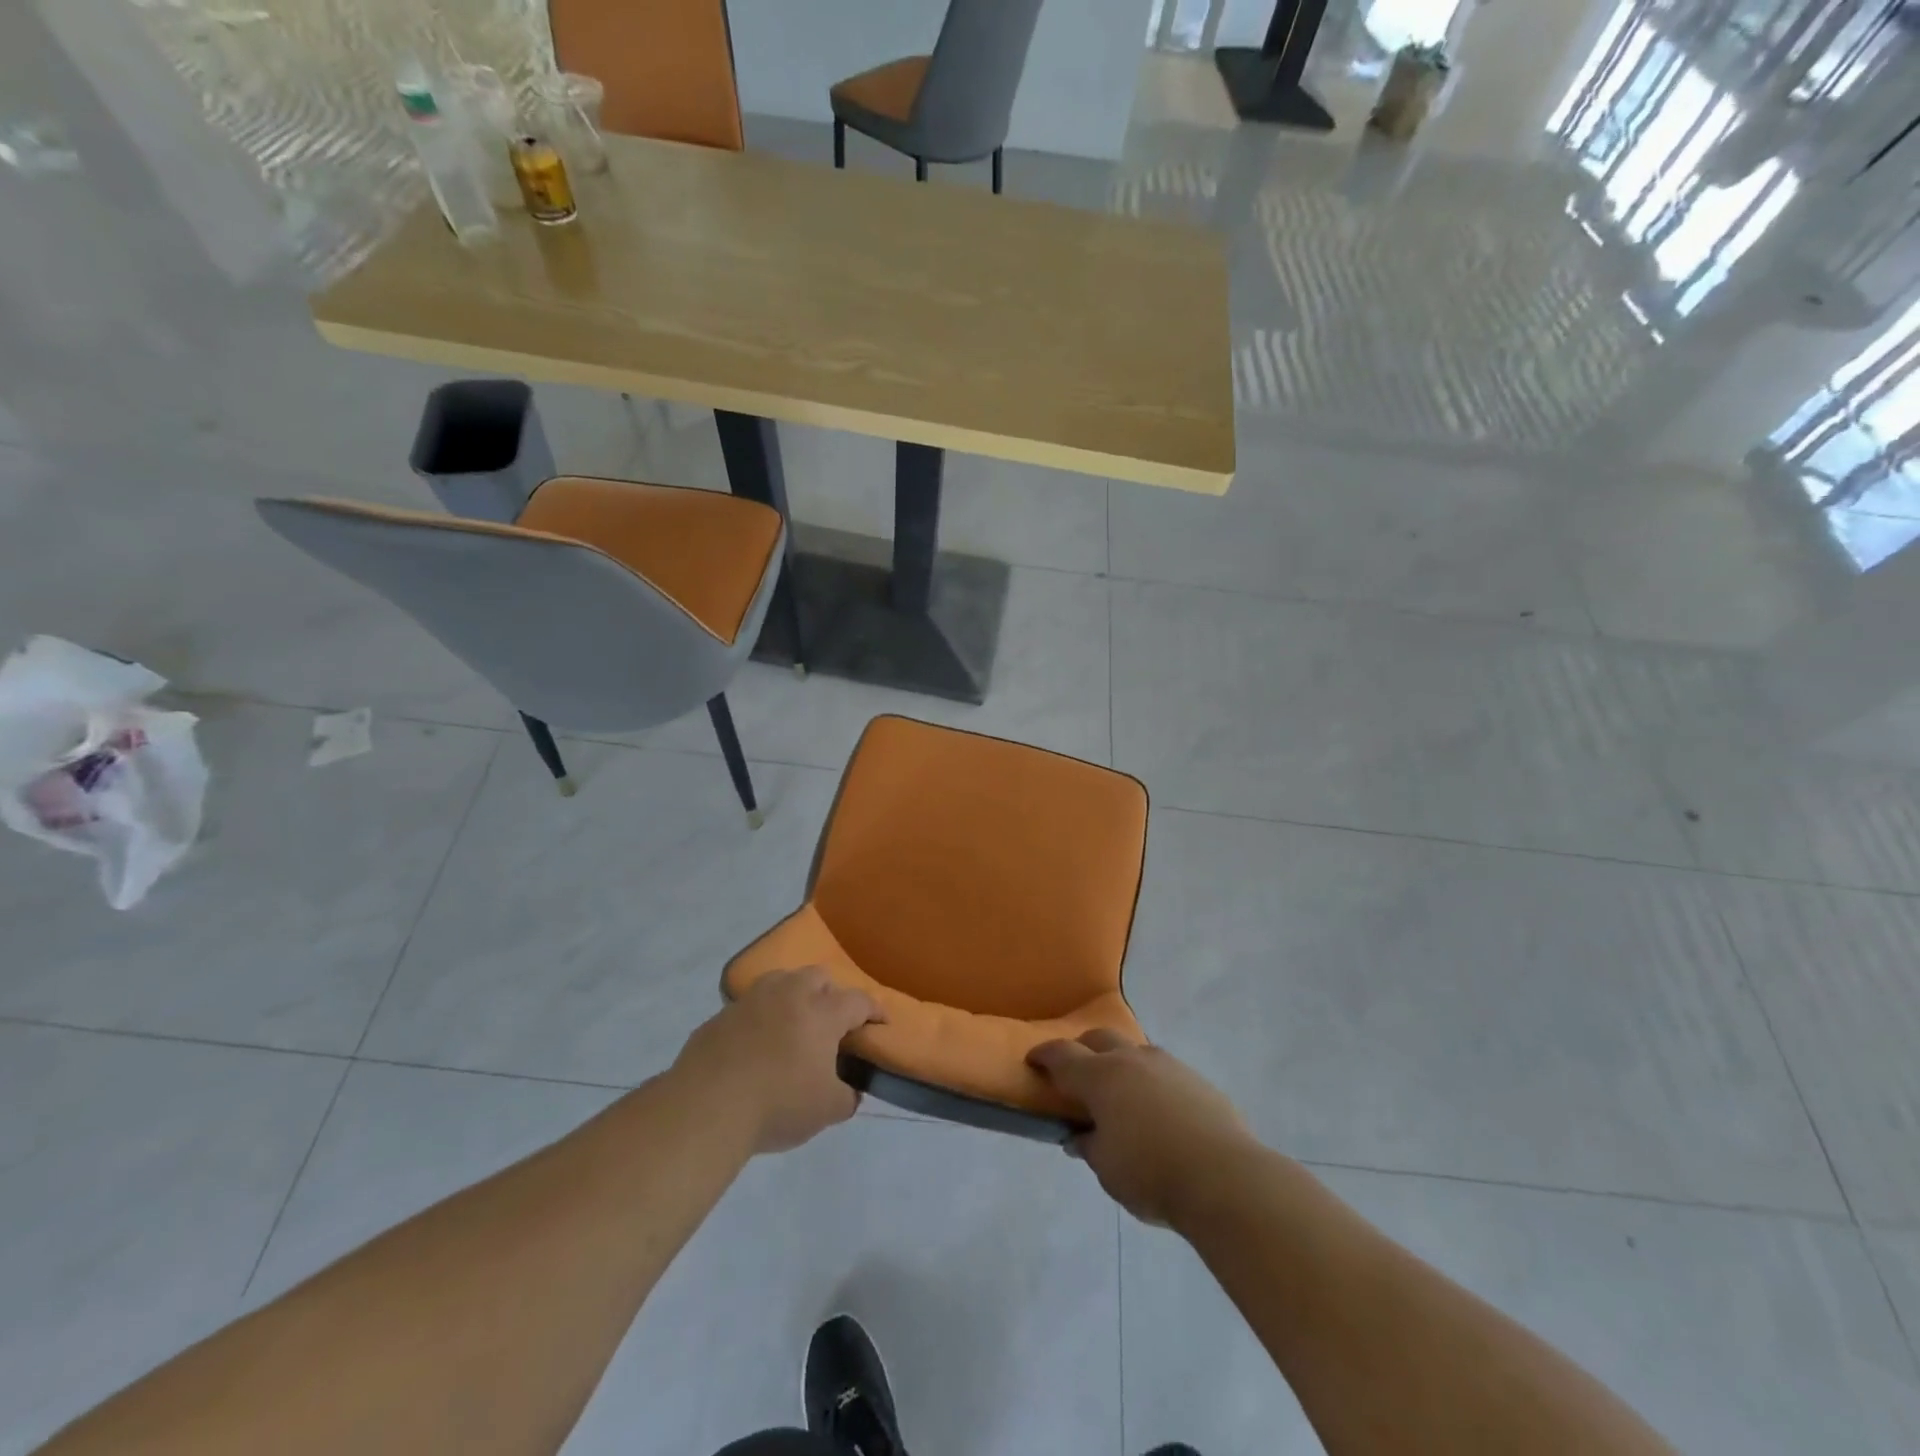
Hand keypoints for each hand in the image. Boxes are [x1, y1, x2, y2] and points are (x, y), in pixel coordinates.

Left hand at [676, 967, 883, 1154]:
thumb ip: (846, 1096)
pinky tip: (754, 1046)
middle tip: (831, 1021)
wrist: (706, 1107)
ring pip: (780, 981)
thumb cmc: (778, 1104)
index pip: (858, 1001)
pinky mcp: (719, 1017)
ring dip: (792, 996)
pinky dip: (759, 1019)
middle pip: (818, 977)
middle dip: (830, 993)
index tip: (881, 1021)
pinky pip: (748, 1008)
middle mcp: (789, 995)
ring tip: (792, 1024)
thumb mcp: (827, 1110)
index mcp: (821, 1013)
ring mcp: (750, 1001)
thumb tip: (849, 1091)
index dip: (874, 1010)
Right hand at [1028, 1031, 1256, 1226]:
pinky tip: (1157, 1110)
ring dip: (1120, 1063)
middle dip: (1082, 1049)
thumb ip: (1089, 1145)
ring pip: (1134, 1050)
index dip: (1044, 1055)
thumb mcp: (1107, 1169)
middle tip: (1076, 1073)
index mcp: (1101, 1077)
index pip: (1062, 1055)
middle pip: (1099, 1038)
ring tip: (1120, 1092)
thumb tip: (1078, 1135)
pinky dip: (1150, 1081)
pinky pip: (1163, 1070)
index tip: (1033, 1060)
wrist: (1225, 1177)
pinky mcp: (1196, 1079)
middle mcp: (1131, 1059)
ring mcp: (1167, 1065)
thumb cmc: (1152, 1174)